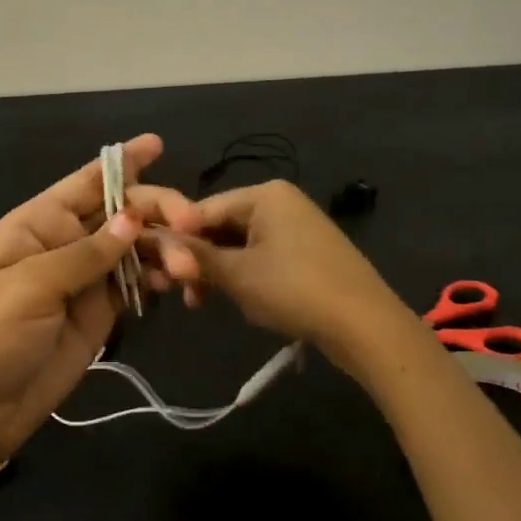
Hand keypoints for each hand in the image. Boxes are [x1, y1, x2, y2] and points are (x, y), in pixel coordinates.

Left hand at [0, 134, 196, 469]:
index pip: (86, 181)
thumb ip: (86, 254)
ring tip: (188, 266)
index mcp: (39, 223)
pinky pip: (138, 282)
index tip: (157, 144)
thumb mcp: (31, 286)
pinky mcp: (102, 310)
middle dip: (157, 210)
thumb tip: (132, 220)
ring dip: (166, 248)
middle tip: (191, 223)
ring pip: (136, 247)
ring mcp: (86, 277)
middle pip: (121, 212)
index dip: (121, 162)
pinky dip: (160, 277)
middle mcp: (66, 241)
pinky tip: (177, 282)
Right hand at [157, 180, 407, 370]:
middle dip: (199, 259)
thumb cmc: (294, 290)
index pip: (202, 209)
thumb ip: (195, 256)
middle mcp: (281, 202)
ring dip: (219, 272)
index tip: (156, 268)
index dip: (176, 239)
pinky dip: (244, 276)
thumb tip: (155, 241)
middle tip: (181, 293)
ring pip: (240, 245)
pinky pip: (262, 257)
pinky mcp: (308, 253)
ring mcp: (297, 227)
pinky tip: (237, 300)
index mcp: (264, 194)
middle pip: (222, 226)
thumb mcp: (237, 274)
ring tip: (203, 302)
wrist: (365, 326)